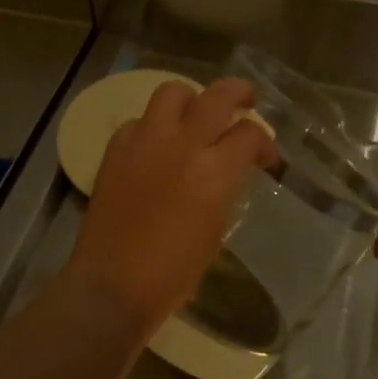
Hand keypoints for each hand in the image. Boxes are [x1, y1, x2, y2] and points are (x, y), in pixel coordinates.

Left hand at [64, 77, 277, 332]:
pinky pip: (139, 121)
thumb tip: (231, 167)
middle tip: (246, 101)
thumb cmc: (174, 272)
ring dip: (191, 99)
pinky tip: (157, 147)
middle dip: (239, 93)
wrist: (112, 286)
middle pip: (218, 95)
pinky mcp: (116, 149)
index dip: (263, 143)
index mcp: (214, 171)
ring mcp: (145, 141)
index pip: (249, 134)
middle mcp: (182, 144)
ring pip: (172, 92)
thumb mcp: (216, 227)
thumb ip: (227, 186)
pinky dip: (154, 126)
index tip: (265, 158)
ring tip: (196, 116)